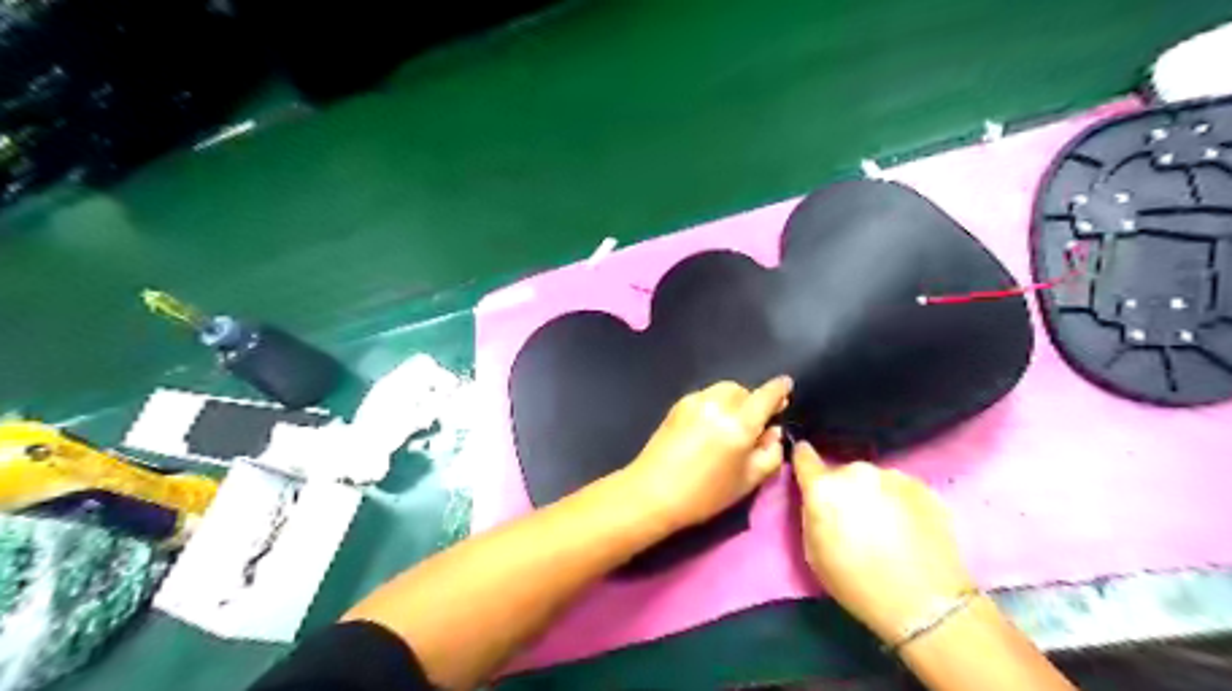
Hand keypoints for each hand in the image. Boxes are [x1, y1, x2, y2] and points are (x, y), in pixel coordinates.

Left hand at [627, 377, 788, 527]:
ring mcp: (695, 401)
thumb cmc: (704, 494)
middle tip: (755, 424)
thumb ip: (770, 454)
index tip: (787, 386)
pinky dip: (715, 404)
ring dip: (734, 400)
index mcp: (739, 424)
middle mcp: (718, 404)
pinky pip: (706, 396)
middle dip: (753, 401)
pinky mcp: (678, 404)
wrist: (652, 492)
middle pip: (744, 390)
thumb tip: (773, 432)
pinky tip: (709, 426)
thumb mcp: (748, 481)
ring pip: (724, 390)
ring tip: (731, 424)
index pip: (766, 394)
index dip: (780, 389)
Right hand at [795, 443, 978, 641]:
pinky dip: (899, 503)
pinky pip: (900, 489)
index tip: (805, 465)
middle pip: (843, 473)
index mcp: (824, 488)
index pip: (804, 457)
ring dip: (873, 495)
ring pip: (873, 480)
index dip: (803, 460)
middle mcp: (856, 472)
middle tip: (854, 519)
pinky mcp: (923, 487)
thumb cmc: (857, 582)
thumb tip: (819, 500)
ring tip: (886, 527)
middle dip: (844, 490)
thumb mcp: (814, 553)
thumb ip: (812, 515)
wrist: (925, 602)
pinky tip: (908, 530)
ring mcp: (893, 476)